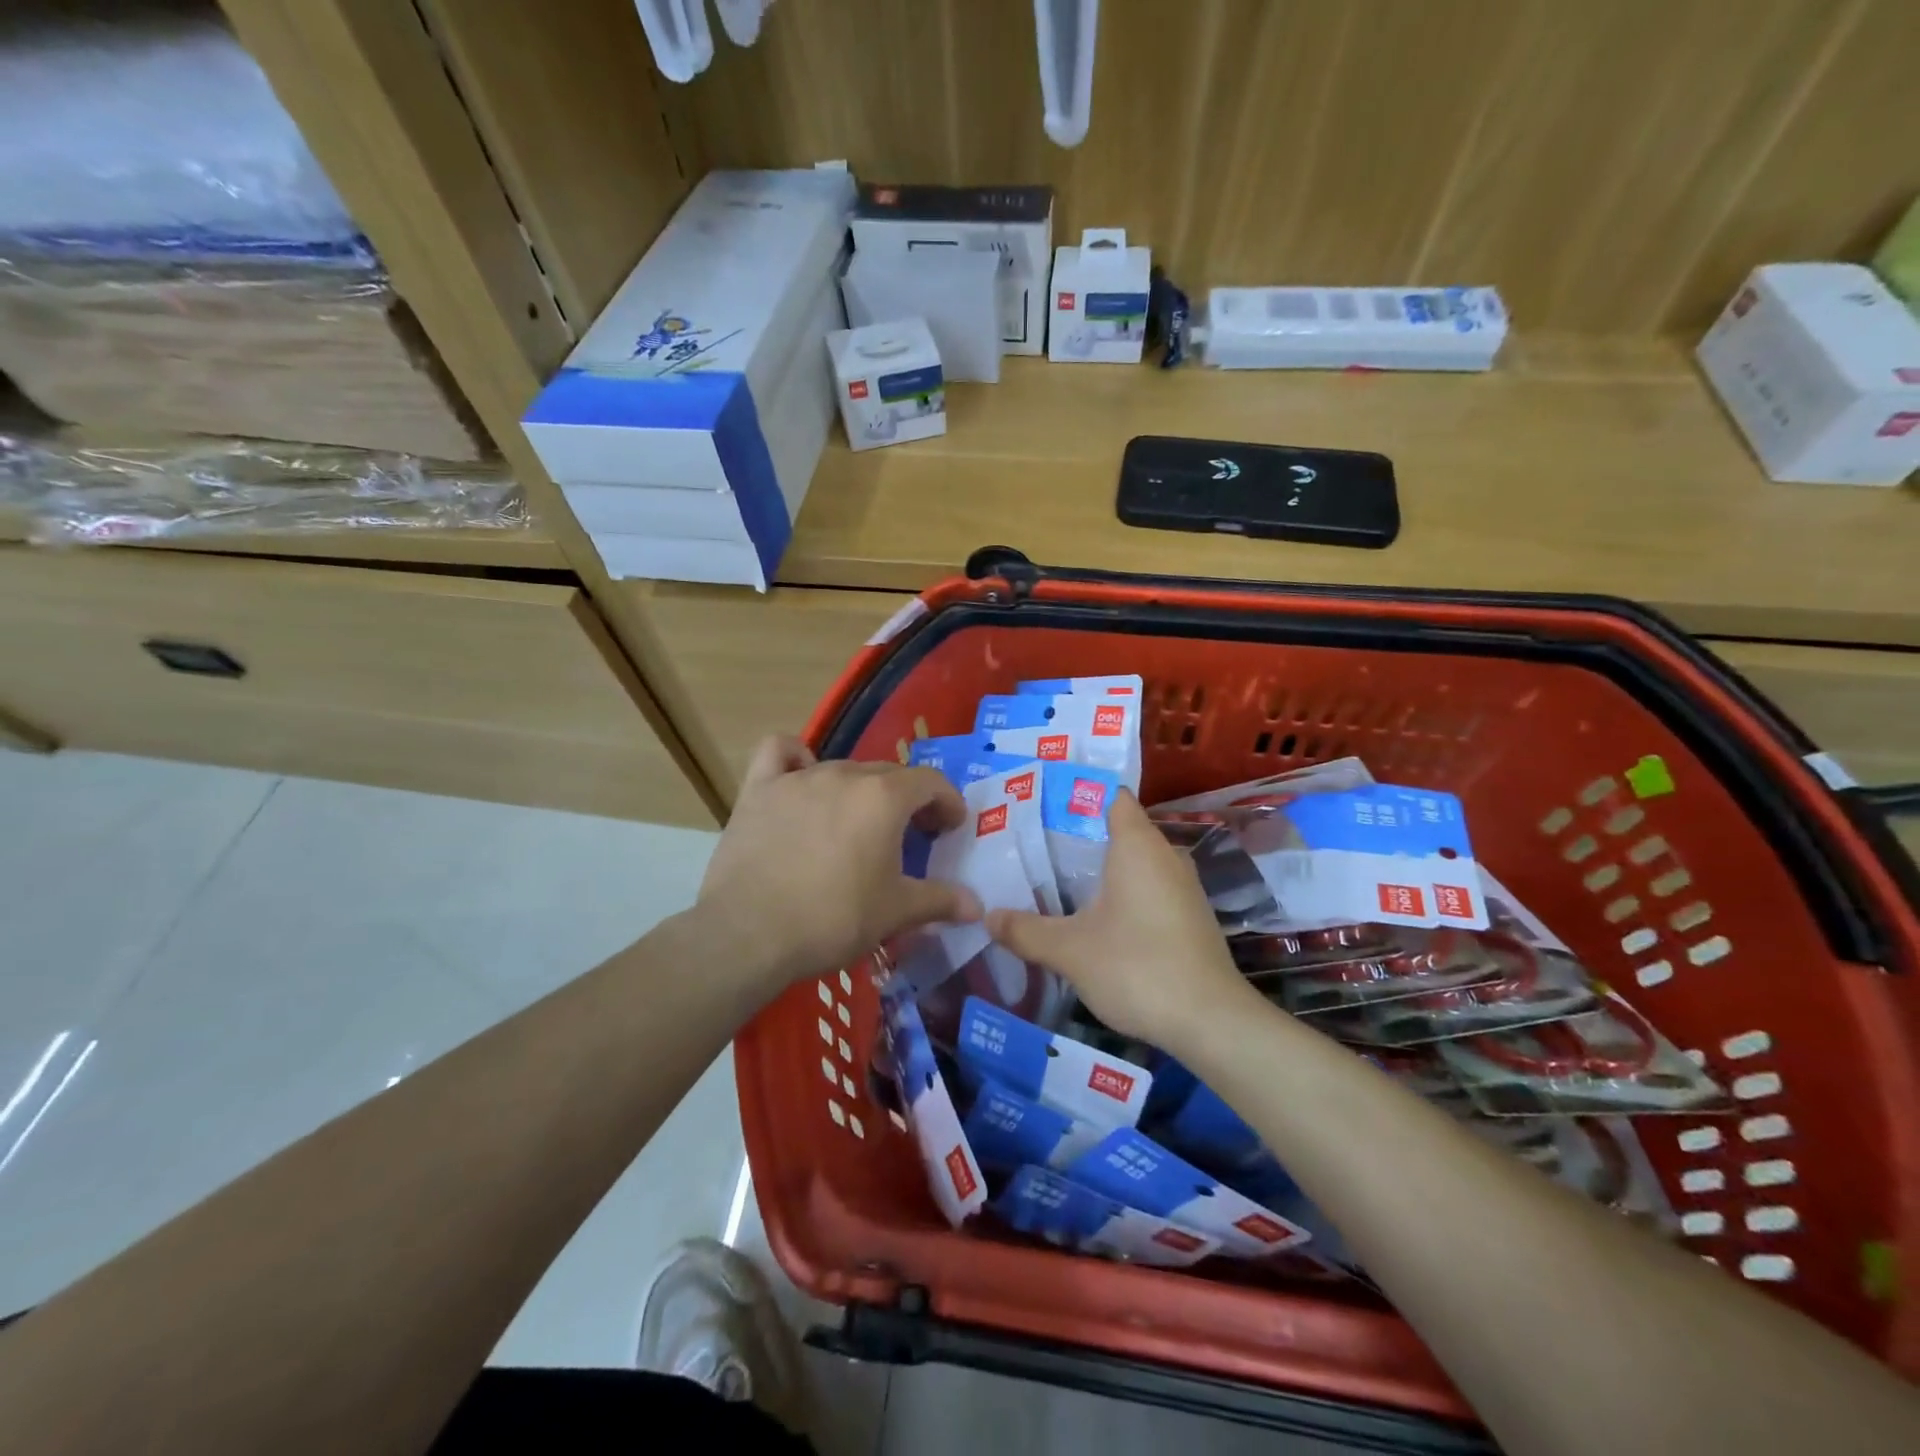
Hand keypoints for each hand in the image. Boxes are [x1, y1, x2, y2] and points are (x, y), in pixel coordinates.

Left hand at [694, 737, 981, 991]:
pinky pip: (780, 753)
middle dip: (910, 799)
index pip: (930, 782)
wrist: (750, 933)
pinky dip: (795, 759)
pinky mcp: (759, 789)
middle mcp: (844, 775)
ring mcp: (798, 778)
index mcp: (884, 797)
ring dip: (861, 790)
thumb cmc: (833, 919)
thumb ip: (940, 901)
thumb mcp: (896, 913)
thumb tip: (977, 906)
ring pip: (842, 768)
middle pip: (889, 774)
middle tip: (913, 835)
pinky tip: (800, 777)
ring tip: (859, 823)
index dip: (948, 803)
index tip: (950, 828)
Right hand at [985, 790, 1251, 1049]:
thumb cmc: (1137, 967)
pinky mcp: (1190, 916)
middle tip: (1031, 848)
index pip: (1109, 796)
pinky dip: (1121, 893)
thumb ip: (1026, 930)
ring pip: (1134, 862)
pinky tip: (1094, 919)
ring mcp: (1183, 886)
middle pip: (1118, 829)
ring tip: (1053, 881)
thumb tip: (988, 917)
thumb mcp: (1069, 951)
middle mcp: (1165, 855)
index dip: (1074, 796)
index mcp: (1138, 844)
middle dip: (1076, 836)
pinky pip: (1148, 888)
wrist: (1211, 1022)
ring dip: (1099, 870)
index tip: (1038, 808)